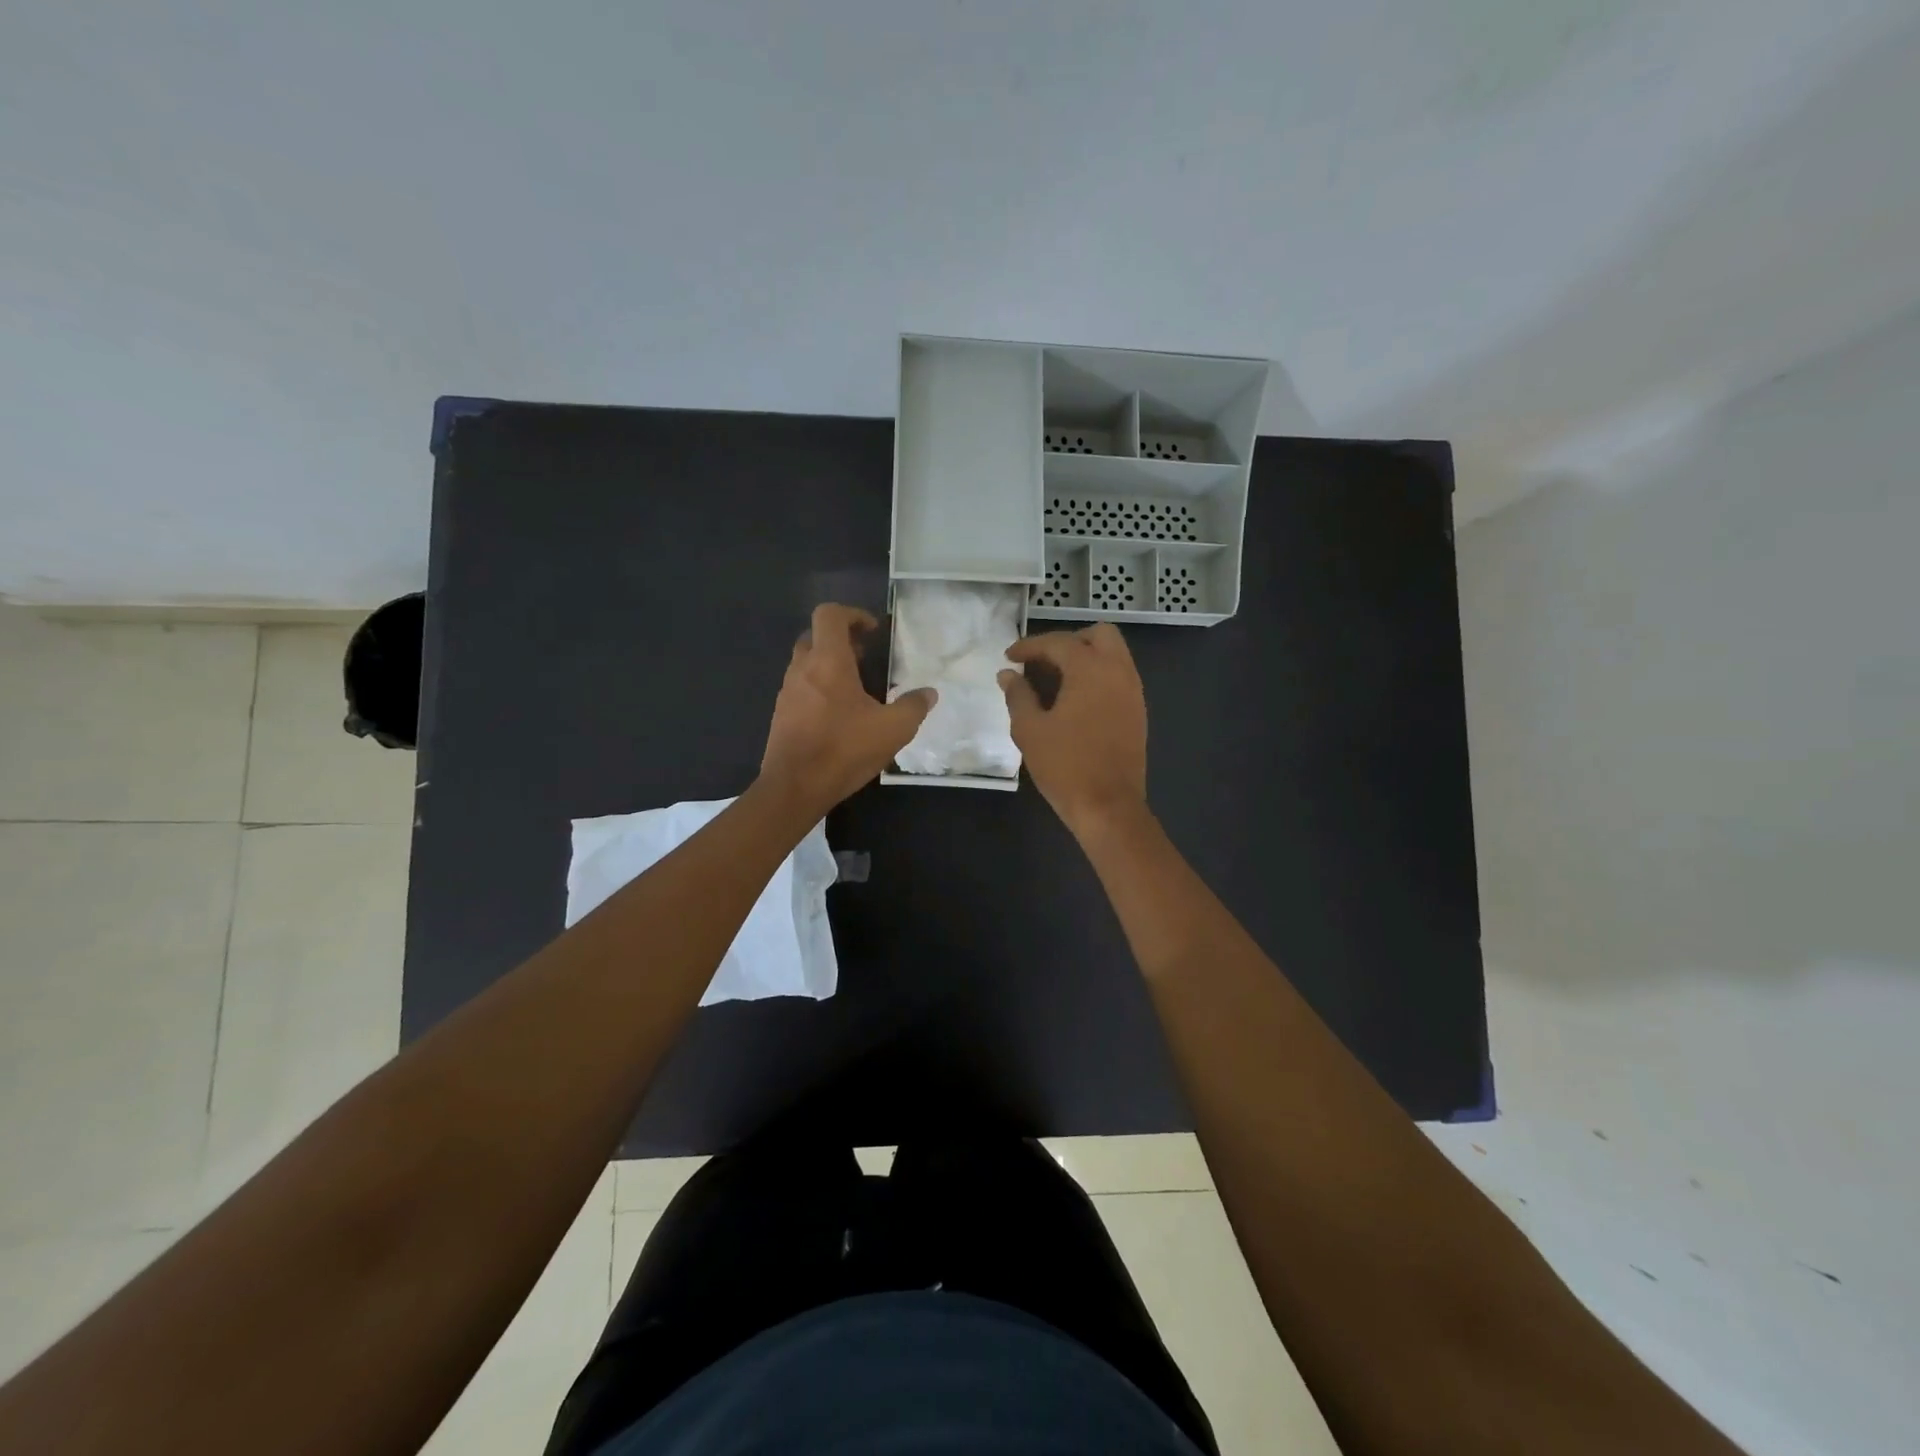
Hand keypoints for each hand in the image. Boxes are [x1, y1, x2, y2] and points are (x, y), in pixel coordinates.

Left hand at [759, 603, 935, 818]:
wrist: (794, 788)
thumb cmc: (844, 750)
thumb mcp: (893, 730)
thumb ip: (914, 707)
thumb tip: (929, 694)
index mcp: (828, 661)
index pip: (830, 615)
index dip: (853, 614)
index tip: (873, 632)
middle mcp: (802, 669)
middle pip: (815, 635)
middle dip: (841, 639)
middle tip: (866, 656)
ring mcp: (787, 692)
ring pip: (806, 662)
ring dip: (829, 665)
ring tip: (857, 687)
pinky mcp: (781, 715)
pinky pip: (801, 688)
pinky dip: (819, 688)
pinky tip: (840, 715)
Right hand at [998, 623, 1147, 835]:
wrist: (1108, 806)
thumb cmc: (1065, 766)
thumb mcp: (1030, 729)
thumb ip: (1018, 695)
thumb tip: (1008, 674)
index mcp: (1091, 670)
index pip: (1058, 642)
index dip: (1030, 646)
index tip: (1009, 657)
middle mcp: (1118, 672)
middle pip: (1098, 635)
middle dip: (1068, 642)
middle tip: (1042, 663)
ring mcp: (1133, 692)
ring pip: (1113, 655)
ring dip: (1085, 658)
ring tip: (1054, 681)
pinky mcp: (1138, 712)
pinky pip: (1118, 677)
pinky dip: (1097, 676)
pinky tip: (1074, 701)